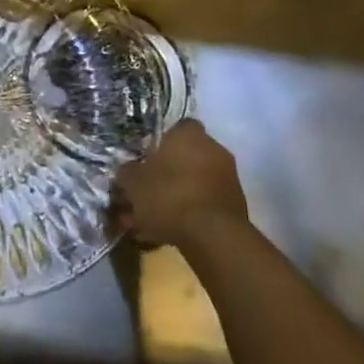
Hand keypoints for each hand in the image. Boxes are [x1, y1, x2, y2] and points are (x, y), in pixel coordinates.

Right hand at [112, 120, 252, 248]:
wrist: (213, 236)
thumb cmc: (169, 196)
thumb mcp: (134, 182)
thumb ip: (128, 172)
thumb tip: (127, 170)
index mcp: (189, 134)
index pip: (176, 127)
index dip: (160, 142)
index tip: (147, 158)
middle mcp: (213, 149)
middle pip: (186, 156)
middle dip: (168, 172)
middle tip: (147, 190)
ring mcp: (229, 177)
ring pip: (195, 182)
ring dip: (178, 195)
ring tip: (153, 219)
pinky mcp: (236, 205)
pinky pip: (205, 203)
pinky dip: (190, 212)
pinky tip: (170, 231)